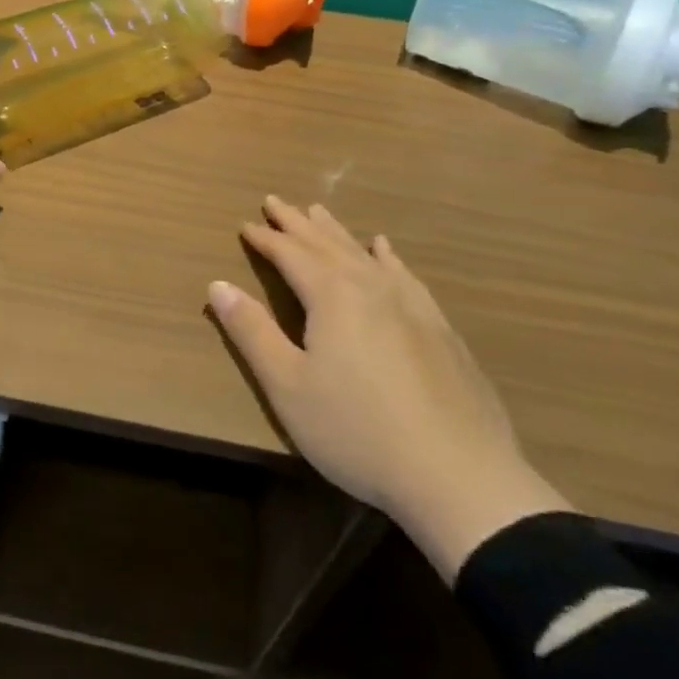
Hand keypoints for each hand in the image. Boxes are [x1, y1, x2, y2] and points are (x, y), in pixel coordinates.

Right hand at [209, 197, 569, 581]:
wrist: (460, 477)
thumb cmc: (357, 431)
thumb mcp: (287, 385)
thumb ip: (251, 331)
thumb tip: (218, 284)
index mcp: (333, 296)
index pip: (290, 254)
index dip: (265, 239)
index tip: (245, 224)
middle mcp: (372, 287)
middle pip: (326, 245)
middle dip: (297, 224)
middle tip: (275, 201)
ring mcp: (412, 305)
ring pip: (364, 254)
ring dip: (336, 232)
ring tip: (319, 211)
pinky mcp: (439, 328)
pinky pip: (404, 274)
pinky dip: (387, 256)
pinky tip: (385, 250)